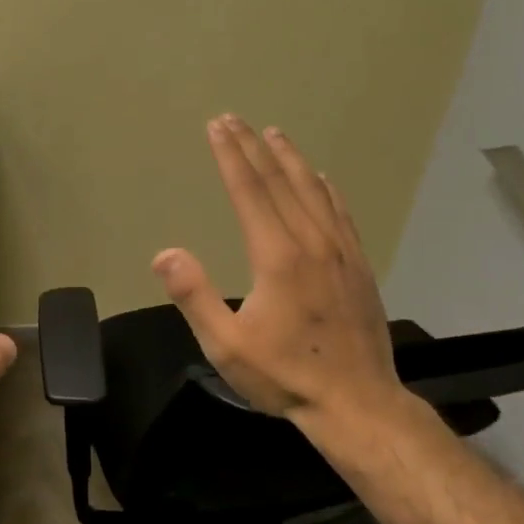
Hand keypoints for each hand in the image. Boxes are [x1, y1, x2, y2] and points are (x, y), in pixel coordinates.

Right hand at [152, 116, 407, 434]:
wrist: (357, 403)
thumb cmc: (285, 375)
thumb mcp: (226, 345)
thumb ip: (194, 296)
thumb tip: (164, 254)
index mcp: (277, 256)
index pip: (249, 192)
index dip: (231, 157)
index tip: (217, 127)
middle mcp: (311, 242)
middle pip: (280, 182)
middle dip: (254, 148)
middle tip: (236, 120)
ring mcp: (341, 252)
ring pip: (314, 191)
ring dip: (291, 159)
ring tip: (275, 134)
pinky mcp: (359, 266)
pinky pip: (341, 213)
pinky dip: (326, 189)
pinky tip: (321, 179)